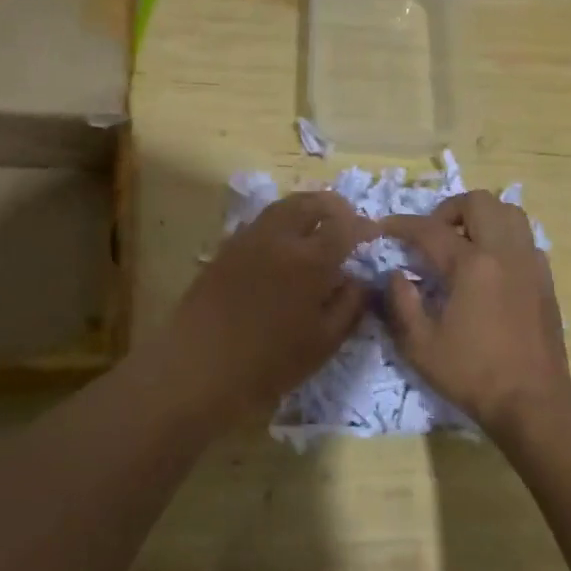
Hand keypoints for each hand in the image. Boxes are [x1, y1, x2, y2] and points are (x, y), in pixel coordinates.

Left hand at [160, 191, 376, 418]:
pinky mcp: (225, 249)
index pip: (345, 226)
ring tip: (316, 226)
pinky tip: (282, 244)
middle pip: (311, 202)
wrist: (198, 368)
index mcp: (310, 260)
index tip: (373, 234)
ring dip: (305, 209)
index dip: (363, 226)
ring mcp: (248, 239)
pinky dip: (279, 222)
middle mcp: (279, 238)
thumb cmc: (269, 363)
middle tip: (346, 221)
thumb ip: (350, 305)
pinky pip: (259, 222)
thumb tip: (360, 279)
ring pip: (282, 206)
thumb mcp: (324, 342)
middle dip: (334, 206)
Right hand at [381, 192, 570, 433]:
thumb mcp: (420, 346)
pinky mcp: (545, 279)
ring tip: (463, 242)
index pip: (429, 229)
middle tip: (432, 235)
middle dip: (448, 210)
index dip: (401, 225)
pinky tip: (490, 266)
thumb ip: (401, 303)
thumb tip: (397, 275)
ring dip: (481, 217)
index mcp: (471, 266)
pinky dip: (503, 238)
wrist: (532, 401)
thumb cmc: (471, 374)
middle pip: (478, 202)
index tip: (384, 228)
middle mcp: (504, 253)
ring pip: (509, 212)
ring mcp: (530, 263)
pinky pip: (525, 238)